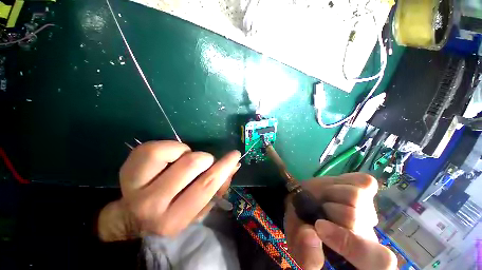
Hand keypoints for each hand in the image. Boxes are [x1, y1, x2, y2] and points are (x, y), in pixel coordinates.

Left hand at [97, 141, 240, 240]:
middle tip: (203, 163)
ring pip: (176, 152)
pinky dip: (172, 148)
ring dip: (188, 153)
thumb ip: (219, 188)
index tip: (235, 154)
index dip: (224, 166)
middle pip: (192, 164)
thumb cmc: (172, 213)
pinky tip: (170, 157)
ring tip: (183, 161)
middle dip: (205, 159)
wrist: (132, 218)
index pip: (206, 185)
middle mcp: (152, 204)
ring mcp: (135, 184)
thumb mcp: (199, 208)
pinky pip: (158, 146)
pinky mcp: (128, 167)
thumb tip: (234, 166)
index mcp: (174, 219)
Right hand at [284, 173, 396, 269]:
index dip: (351, 244)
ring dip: (330, 195)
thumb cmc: (301, 227)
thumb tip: (311, 235)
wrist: (301, 202)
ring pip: (356, 197)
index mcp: (359, 258)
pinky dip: (343, 182)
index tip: (319, 228)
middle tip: (315, 208)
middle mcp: (370, 233)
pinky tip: (333, 190)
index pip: (379, 261)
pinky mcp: (367, 188)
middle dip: (328, 210)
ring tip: (322, 199)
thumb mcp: (299, 246)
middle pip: (357, 219)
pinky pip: (364, 182)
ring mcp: (370, 208)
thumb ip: (305, 253)